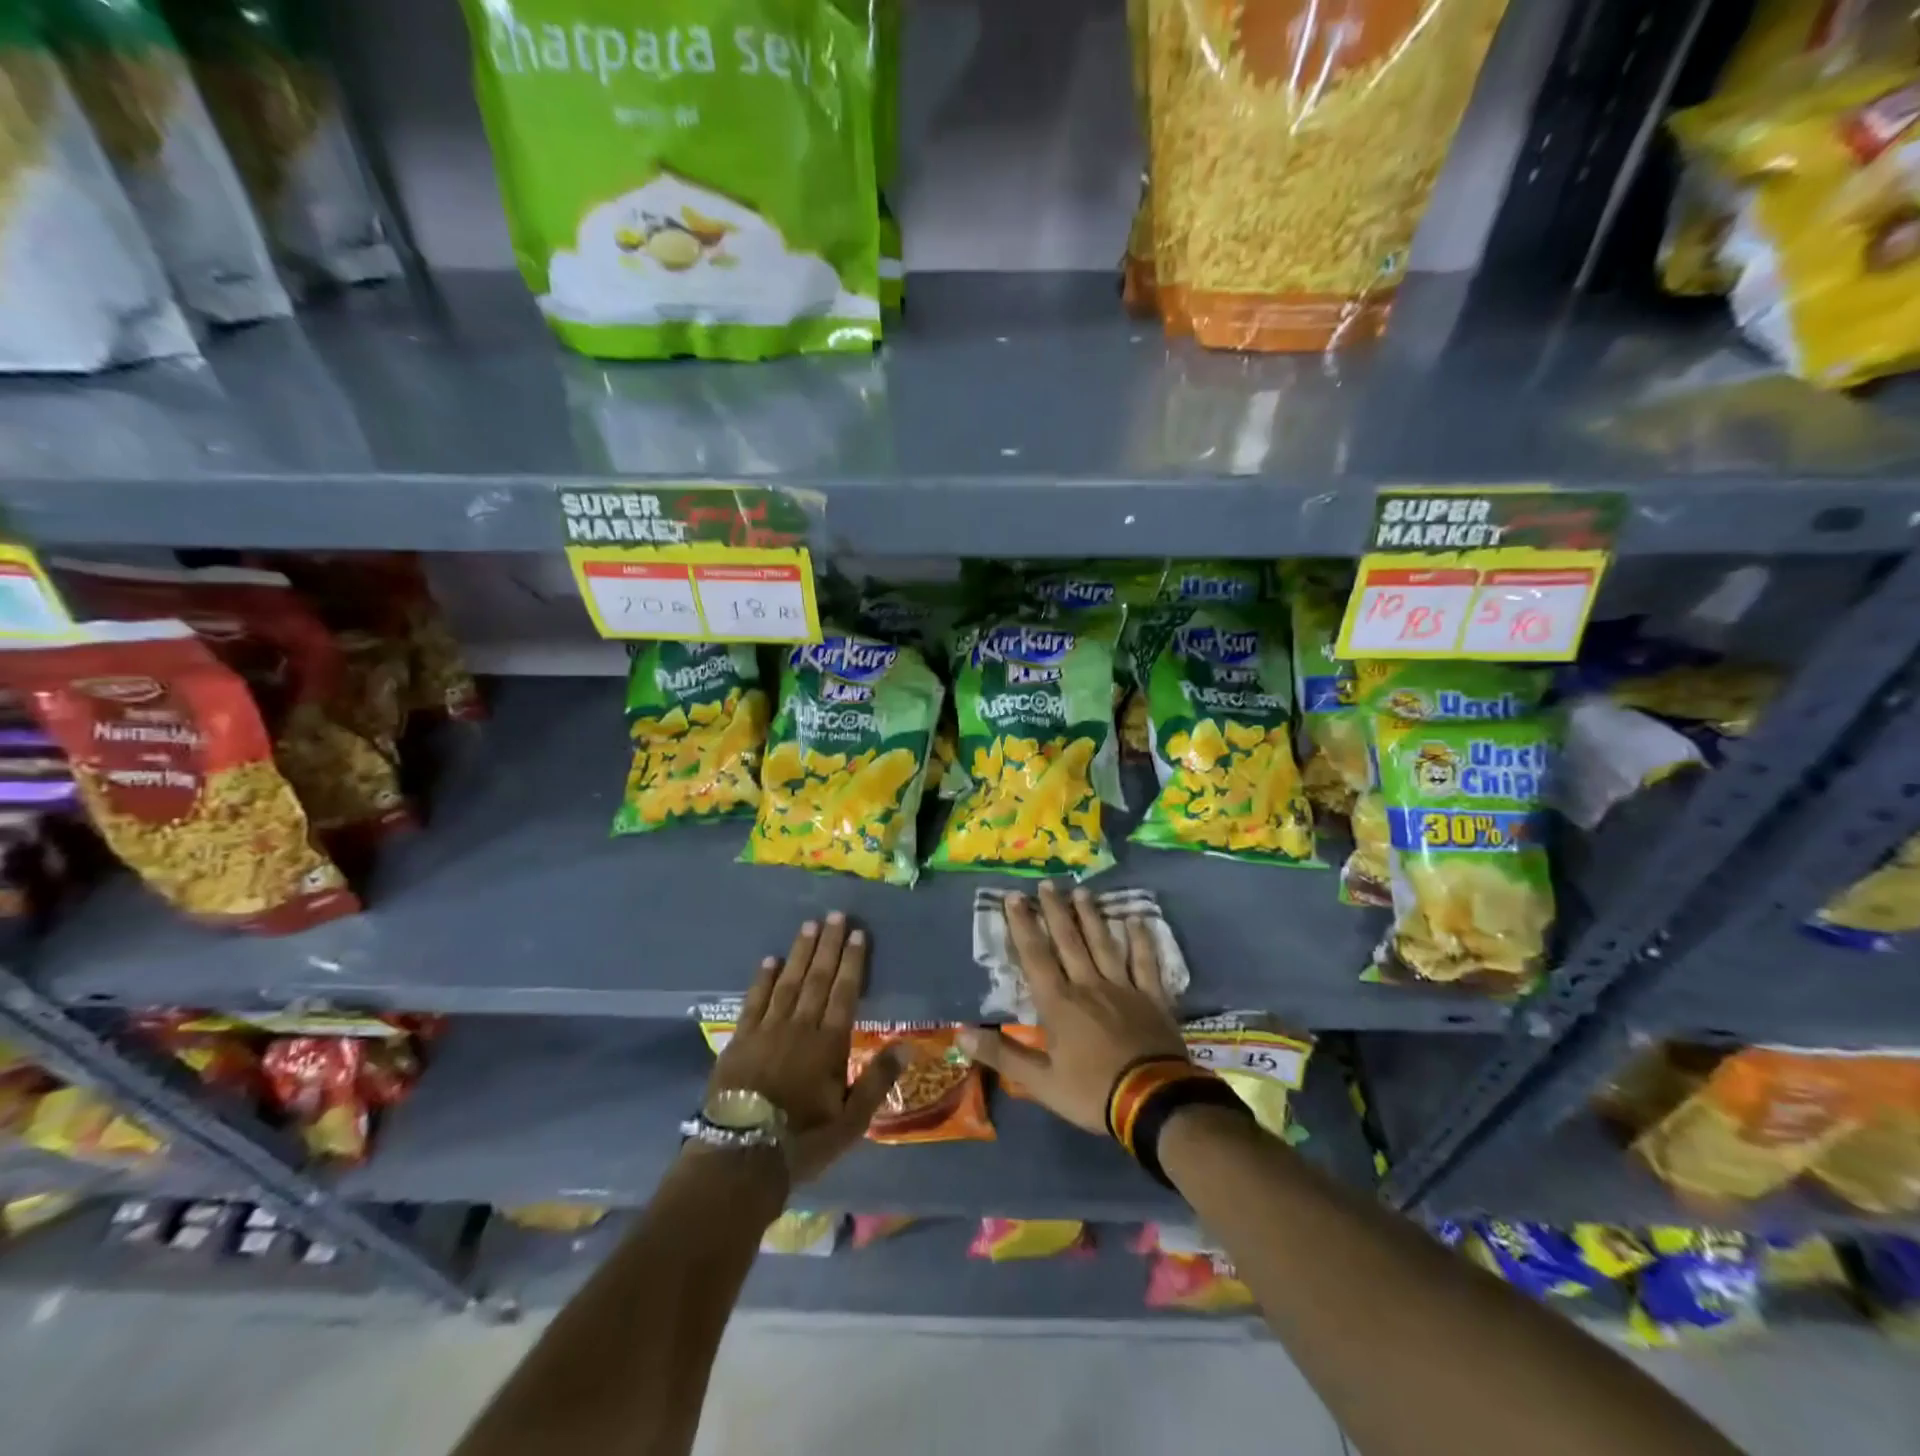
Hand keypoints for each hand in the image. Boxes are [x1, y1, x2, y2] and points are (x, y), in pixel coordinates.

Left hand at [707, 912, 901, 1184]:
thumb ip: (878, 1079)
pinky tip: (769, 960)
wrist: (741, 1157)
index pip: (845, 992)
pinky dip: (763, 979)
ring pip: (788, 982)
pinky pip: (754, 1000)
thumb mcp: (852, 1121)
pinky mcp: (740, 1039)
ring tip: (809, 926)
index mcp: (829, 1043)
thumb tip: (909, 1044)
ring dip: (799, 952)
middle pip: (817, 978)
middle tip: (835, 915)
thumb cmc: (803, 1141)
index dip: (853, 961)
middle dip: (829, 945)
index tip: (858, 933)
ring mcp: (767, 1030)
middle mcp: (800, 1027)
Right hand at [957, 883, 1185, 1134]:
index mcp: (1059, 1004)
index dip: (1023, 925)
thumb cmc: (1092, 1092)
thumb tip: (961, 1032)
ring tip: (1082, 892)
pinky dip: (1141, 940)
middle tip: (1047, 884)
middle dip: (1055, 911)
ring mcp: (1123, 988)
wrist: (1153, 1102)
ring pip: (1104, 944)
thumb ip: (1002, 1055)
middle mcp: (1089, 985)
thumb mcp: (1040, 1082)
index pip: (1035, 956)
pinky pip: (1145, 962)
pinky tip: (1137, 920)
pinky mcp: (1152, 998)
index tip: (1014, 897)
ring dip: (1091, 917)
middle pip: (1070, 941)